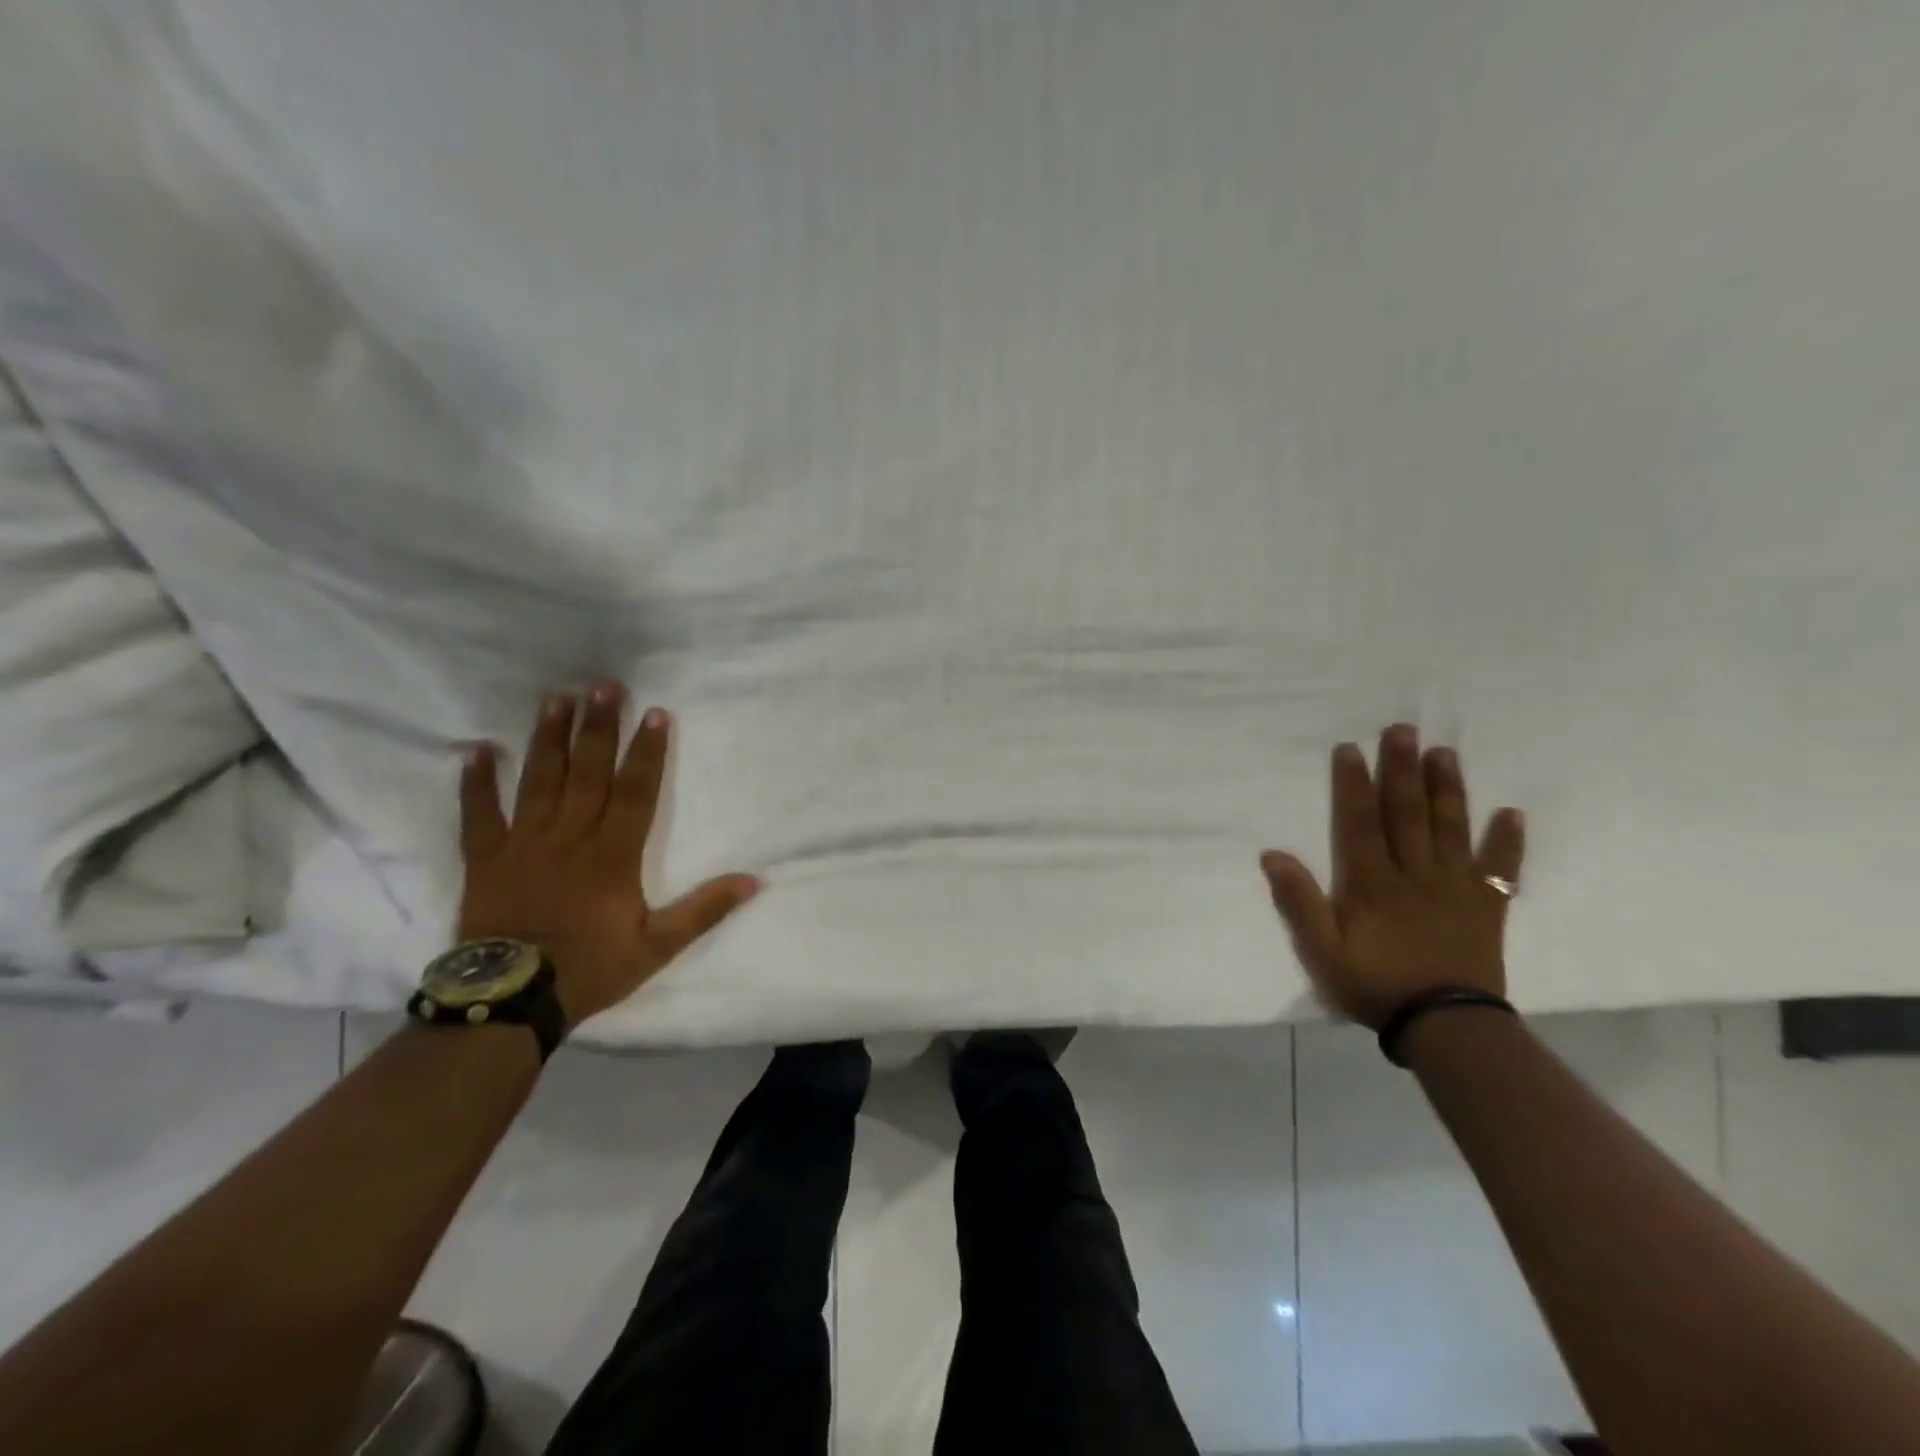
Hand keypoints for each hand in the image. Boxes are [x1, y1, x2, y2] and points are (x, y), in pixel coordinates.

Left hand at [456, 682, 760, 1025]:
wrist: (509, 1000)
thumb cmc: (590, 968)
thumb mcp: (658, 946)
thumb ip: (704, 910)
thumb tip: (755, 881)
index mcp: (612, 855)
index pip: (635, 791)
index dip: (647, 751)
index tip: (654, 712)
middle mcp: (570, 837)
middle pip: (588, 772)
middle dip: (599, 727)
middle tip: (604, 685)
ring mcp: (524, 844)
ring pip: (540, 780)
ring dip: (550, 738)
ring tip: (557, 698)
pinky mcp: (486, 859)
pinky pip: (479, 814)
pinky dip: (477, 783)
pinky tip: (477, 750)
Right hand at [1260, 724, 1525, 1029]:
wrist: (1444, 1027)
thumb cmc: (1374, 985)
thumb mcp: (1320, 950)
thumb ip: (1298, 901)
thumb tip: (1272, 854)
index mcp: (1371, 882)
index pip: (1359, 823)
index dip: (1353, 785)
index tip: (1350, 748)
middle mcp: (1414, 874)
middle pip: (1406, 814)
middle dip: (1401, 770)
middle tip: (1403, 729)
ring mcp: (1454, 888)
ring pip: (1449, 829)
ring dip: (1446, 790)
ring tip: (1444, 752)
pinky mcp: (1485, 908)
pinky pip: (1500, 870)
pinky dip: (1507, 842)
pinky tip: (1512, 814)